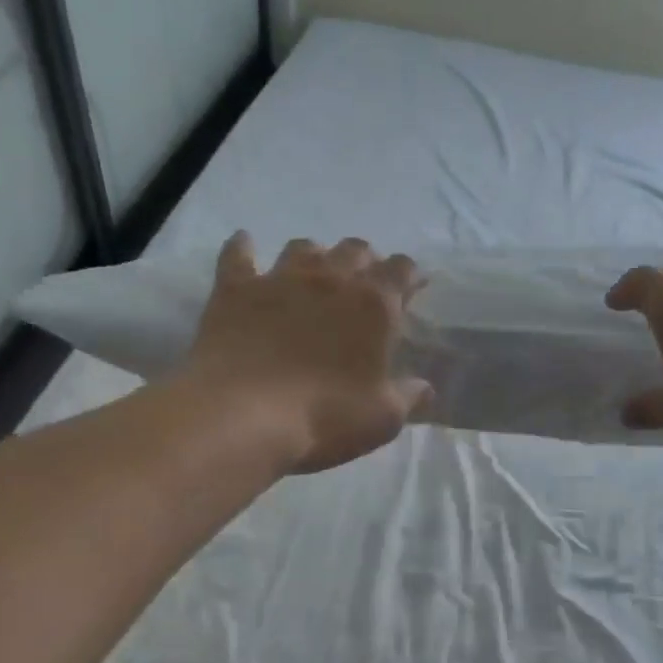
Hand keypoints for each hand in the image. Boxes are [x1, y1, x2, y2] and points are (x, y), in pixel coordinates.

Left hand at [183, 233, 432, 474]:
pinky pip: (238, 255)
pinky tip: (245, 243)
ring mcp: (280, 278)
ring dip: (315, 256)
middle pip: (355, 249)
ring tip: (314, 274)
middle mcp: (330, 278)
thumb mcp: (382, 418)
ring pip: (304, 247)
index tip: (410, 288)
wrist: (242, 416)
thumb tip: (426, 388)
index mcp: (374, 304)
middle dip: (365, 261)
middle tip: (363, 285)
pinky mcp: (235, 289)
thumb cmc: (324, 417)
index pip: (401, 269)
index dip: (408, 275)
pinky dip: (243, 247)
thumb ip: (408, 397)